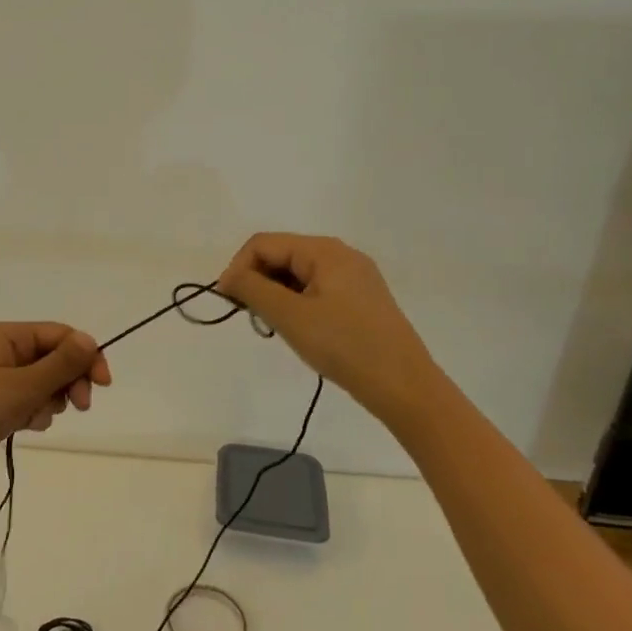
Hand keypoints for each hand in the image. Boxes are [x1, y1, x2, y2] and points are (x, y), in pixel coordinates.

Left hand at [0, 323, 111, 493]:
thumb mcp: (22, 387)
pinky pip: (26, 401)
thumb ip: (60, 364)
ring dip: (49, 401)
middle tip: (78, 407)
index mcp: (8, 336)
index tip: (103, 386)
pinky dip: (32, 413)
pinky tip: (24, 427)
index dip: (85, 356)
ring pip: (42, 383)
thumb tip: (90, 339)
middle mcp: (2, 351)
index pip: (61, 335)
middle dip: (69, 381)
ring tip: (34, 419)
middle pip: (54, 358)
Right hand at [216, 233, 439, 424]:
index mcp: (324, 251)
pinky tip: (298, 330)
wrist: (404, 386)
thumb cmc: (344, 346)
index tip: (228, 303)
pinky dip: (296, 304)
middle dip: (257, 281)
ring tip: (274, 327)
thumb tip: (228, 277)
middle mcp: (340, 254)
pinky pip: (316, 289)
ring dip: (275, 295)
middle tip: (251, 318)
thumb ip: (252, 289)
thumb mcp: (290, 316)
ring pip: (297, 274)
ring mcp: (354, 277)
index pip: (263, 244)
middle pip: (281, 255)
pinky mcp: (361, 299)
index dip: (238, 268)